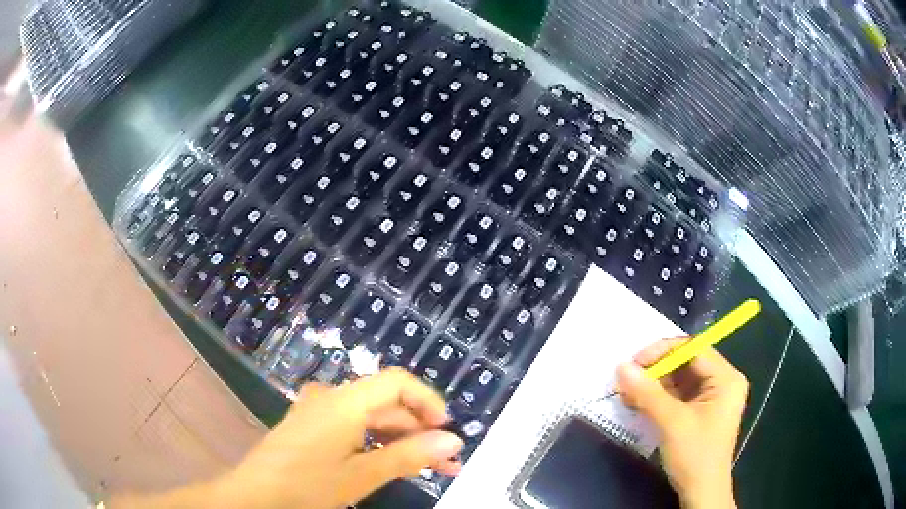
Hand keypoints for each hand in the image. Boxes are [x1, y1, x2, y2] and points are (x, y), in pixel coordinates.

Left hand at [112, 368, 463, 508]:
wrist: (254, 495)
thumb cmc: (307, 484)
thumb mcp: (362, 475)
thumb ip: (409, 456)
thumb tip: (454, 441)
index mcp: (345, 401)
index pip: (398, 381)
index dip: (428, 401)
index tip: (448, 430)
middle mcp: (332, 396)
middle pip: (386, 402)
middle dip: (420, 429)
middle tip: (446, 461)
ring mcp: (318, 410)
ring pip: (371, 416)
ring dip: (401, 438)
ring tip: (427, 466)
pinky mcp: (311, 424)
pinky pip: (353, 426)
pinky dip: (376, 442)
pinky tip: (389, 462)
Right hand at [616, 339, 748, 508]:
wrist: (701, 492)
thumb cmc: (694, 455)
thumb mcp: (671, 422)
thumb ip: (647, 392)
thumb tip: (621, 366)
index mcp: (726, 378)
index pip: (693, 349)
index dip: (663, 351)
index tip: (634, 362)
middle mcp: (723, 382)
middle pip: (687, 363)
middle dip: (656, 370)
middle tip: (627, 378)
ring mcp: (712, 397)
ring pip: (680, 379)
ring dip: (654, 384)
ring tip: (628, 391)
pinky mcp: (701, 411)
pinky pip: (679, 395)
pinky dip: (659, 397)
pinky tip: (639, 402)